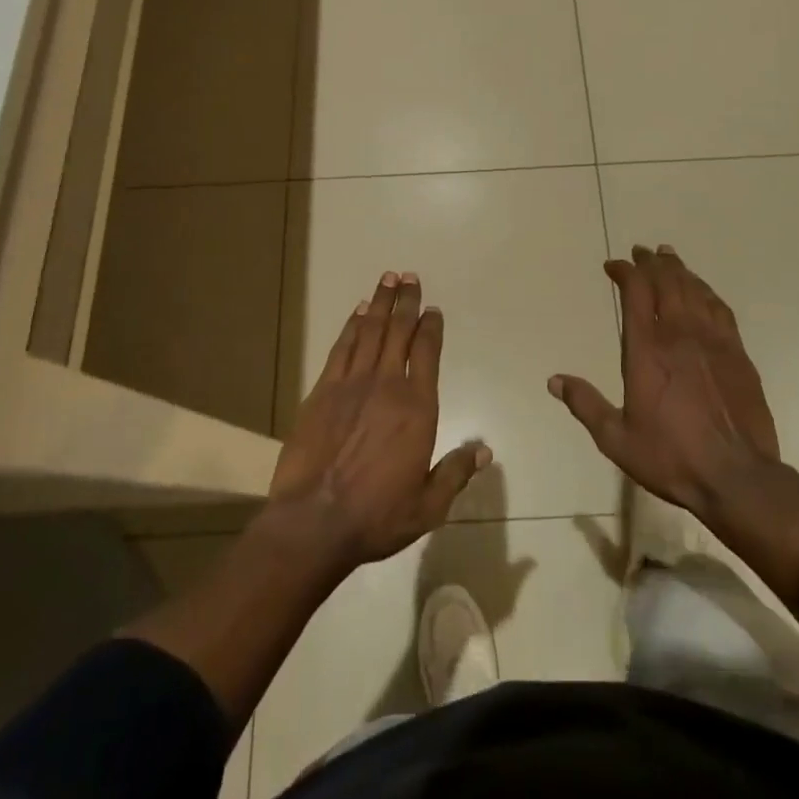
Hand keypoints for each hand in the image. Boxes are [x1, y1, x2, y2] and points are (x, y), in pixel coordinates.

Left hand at [268, 272, 489, 574]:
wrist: (314, 522)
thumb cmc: (377, 516)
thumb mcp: (428, 505)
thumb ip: (456, 473)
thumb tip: (485, 451)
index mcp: (417, 407)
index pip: (427, 353)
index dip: (431, 327)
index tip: (433, 309)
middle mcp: (387, 385)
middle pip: (399, 331)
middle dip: (406, 301)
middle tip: (410, 276)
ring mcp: (352, 384)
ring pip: (370, 331)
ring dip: (381, 303)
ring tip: (388, 278)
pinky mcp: (323, 390)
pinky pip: (342, 347)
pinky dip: (352, 325)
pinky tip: (358, 312)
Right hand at [550, 245, 781, 522]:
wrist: (737, 477)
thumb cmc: (671, 457)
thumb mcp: (616, 438)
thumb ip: (585, 404)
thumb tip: (554, 380)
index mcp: (647, 349)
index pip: (635, 292)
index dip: (625, 271)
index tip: (613, 266)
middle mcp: (679, 334)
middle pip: (666, 281)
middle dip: (651, 262)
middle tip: (642, 251)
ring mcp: (713, 341)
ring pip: (694, 289)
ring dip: (679, 270)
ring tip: (668, 257)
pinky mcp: (738, 353)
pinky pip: (720, 308)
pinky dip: (707, 291)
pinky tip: (702, 290)